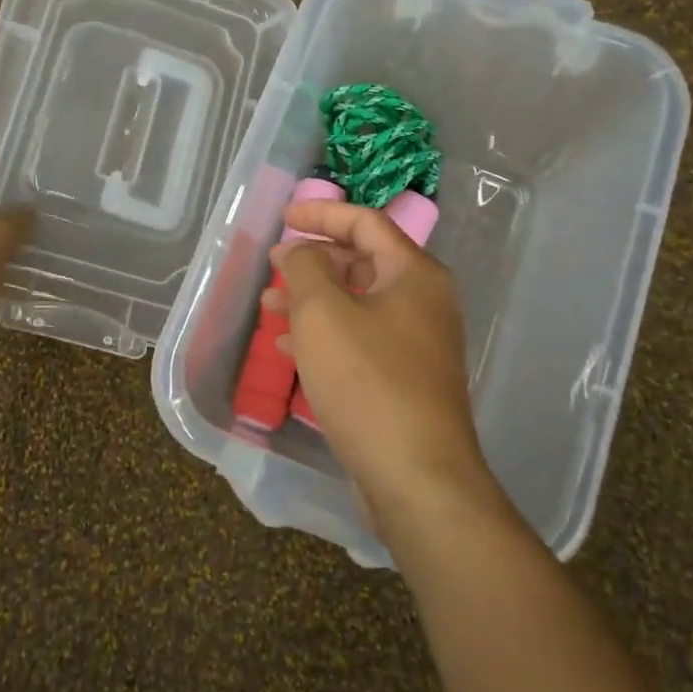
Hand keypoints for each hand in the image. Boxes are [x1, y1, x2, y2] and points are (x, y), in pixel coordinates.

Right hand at [270, 199, 498, 529]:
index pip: (366, 223)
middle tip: (273, 267)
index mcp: (414, 274)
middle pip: (363, 263)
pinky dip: (325, 336)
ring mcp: (417, 344)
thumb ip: (306, 267)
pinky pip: (360, 341)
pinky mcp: (404, 381)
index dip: (322, 214)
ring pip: (357, 305)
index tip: (283, 218)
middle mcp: (423, 302)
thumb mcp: (323, 313)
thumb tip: (302, 251)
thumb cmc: (368, 381)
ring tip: (270, 309)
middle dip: (313, 262)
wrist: (416, 477)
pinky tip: (291, 350)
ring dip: (313, 301)